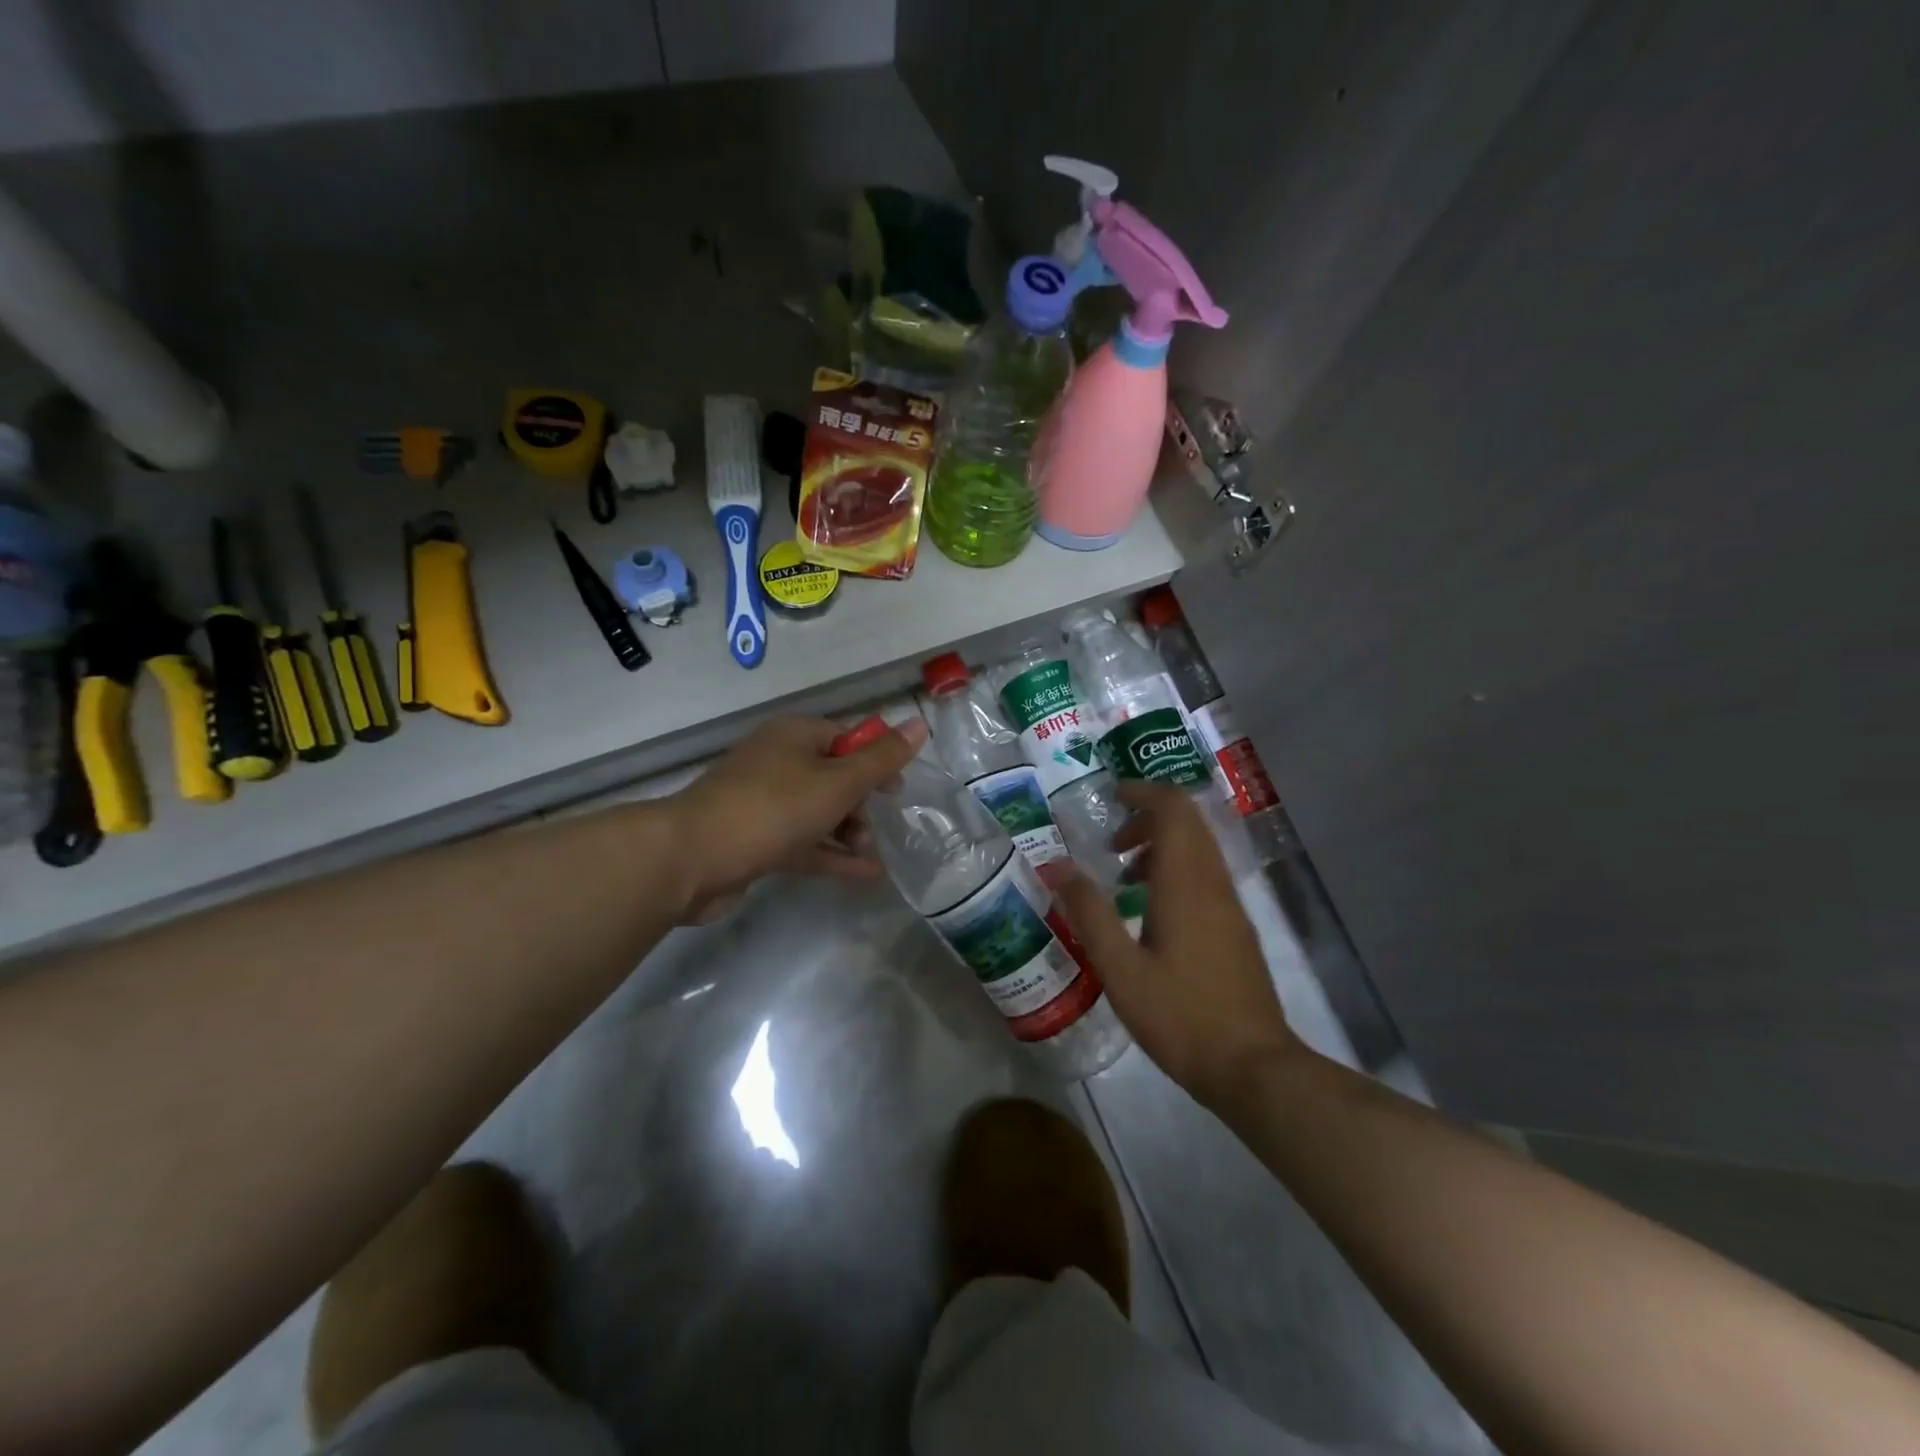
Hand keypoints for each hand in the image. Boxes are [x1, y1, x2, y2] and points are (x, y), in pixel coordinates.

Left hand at [665, 714, 926, 922]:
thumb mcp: (838, 782)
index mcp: (795, 736)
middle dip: (863, 801)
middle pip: (834, 775)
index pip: (847, 737)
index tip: (897, 790)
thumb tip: (919, 723)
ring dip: (850, 831)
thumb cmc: (773, 808)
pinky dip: (832, 854)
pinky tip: (866, 875)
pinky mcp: (757, 840)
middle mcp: (778, 762)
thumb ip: (882, 759)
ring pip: (820, 812)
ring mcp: (764, 803)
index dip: (877, 760)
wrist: (692, 858)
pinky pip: (805, 842)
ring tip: (873, 855)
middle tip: (884, 826)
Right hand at [1055, 782, 1305, 1109]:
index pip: (1173, 808)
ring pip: (1198, 849)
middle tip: (1110, 843)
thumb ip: (1088, 912)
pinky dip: (1175, 871)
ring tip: (1123, 878)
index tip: (1110, 797)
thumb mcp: (1120, 968)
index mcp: (1185, 883)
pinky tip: (1150, 913)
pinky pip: (1205, 876)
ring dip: (1161, 846)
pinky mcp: (1236, 928)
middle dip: (1148, 818)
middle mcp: (1212, 882)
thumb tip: (1055, 866)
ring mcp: (1230, 905)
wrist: (1252, 1067)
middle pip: (1188, 822)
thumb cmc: (1180, 1016)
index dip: (1142, 792)